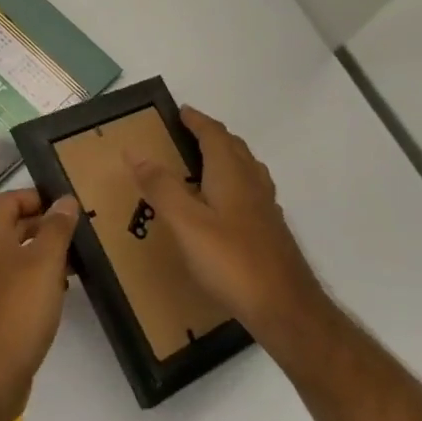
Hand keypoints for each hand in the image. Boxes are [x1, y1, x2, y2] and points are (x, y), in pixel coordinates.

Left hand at [0, 189, 79, 420]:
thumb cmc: (16, 307)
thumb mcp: (45, 262)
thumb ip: (56, 228)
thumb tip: (65, 200)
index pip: (12, 198)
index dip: (41, 198)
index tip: (72, 207)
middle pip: (12, 224)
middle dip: (45, 226)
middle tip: (82, 232)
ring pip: (14, 254)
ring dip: (43, 254)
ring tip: (78, 260)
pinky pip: (12, 280)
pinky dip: (34, 278)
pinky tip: (60, 290)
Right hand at [128, 107, 327, 344]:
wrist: (287, 310)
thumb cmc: (231, 261)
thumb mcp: (186, 223)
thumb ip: (161, 186)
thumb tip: (135, 151)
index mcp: (232, 175)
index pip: (214, 135)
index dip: (197, 120)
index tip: (180, 110)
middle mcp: (252, 184)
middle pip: (234, 148)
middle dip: (211, 135)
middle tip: (186, 134)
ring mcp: (265, 209)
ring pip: (246, 169)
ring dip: (225, 157)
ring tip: (202, 163)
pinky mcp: (270, 232)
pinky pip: (250, 191)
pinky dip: (233, 183)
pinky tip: (222, 205)